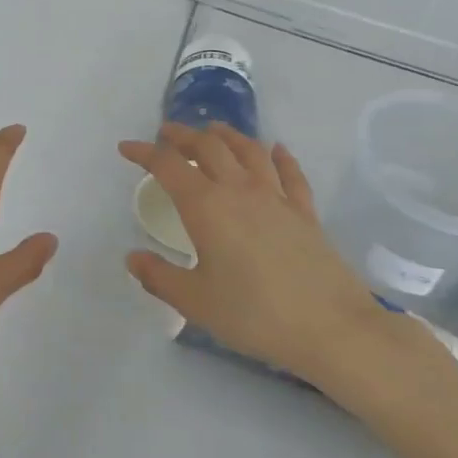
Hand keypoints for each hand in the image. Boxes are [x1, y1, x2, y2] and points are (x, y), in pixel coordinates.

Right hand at [120, 123, 425, 398]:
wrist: (331, 327)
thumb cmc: (255, 314)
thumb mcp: (196, 302)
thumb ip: (160, 277)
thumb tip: (132, 258)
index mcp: (206, 206)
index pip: (168, 166)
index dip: (144, 152)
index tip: (126, 148)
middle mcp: (239, 190)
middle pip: (208, 147)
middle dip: (183, 136)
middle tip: (167, 134)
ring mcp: (276, 197)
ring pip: (248, 150)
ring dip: (227, 135)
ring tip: (213, 130)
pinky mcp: (305, 212)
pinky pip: (290, 173)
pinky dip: (280, 156)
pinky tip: (276, 150)